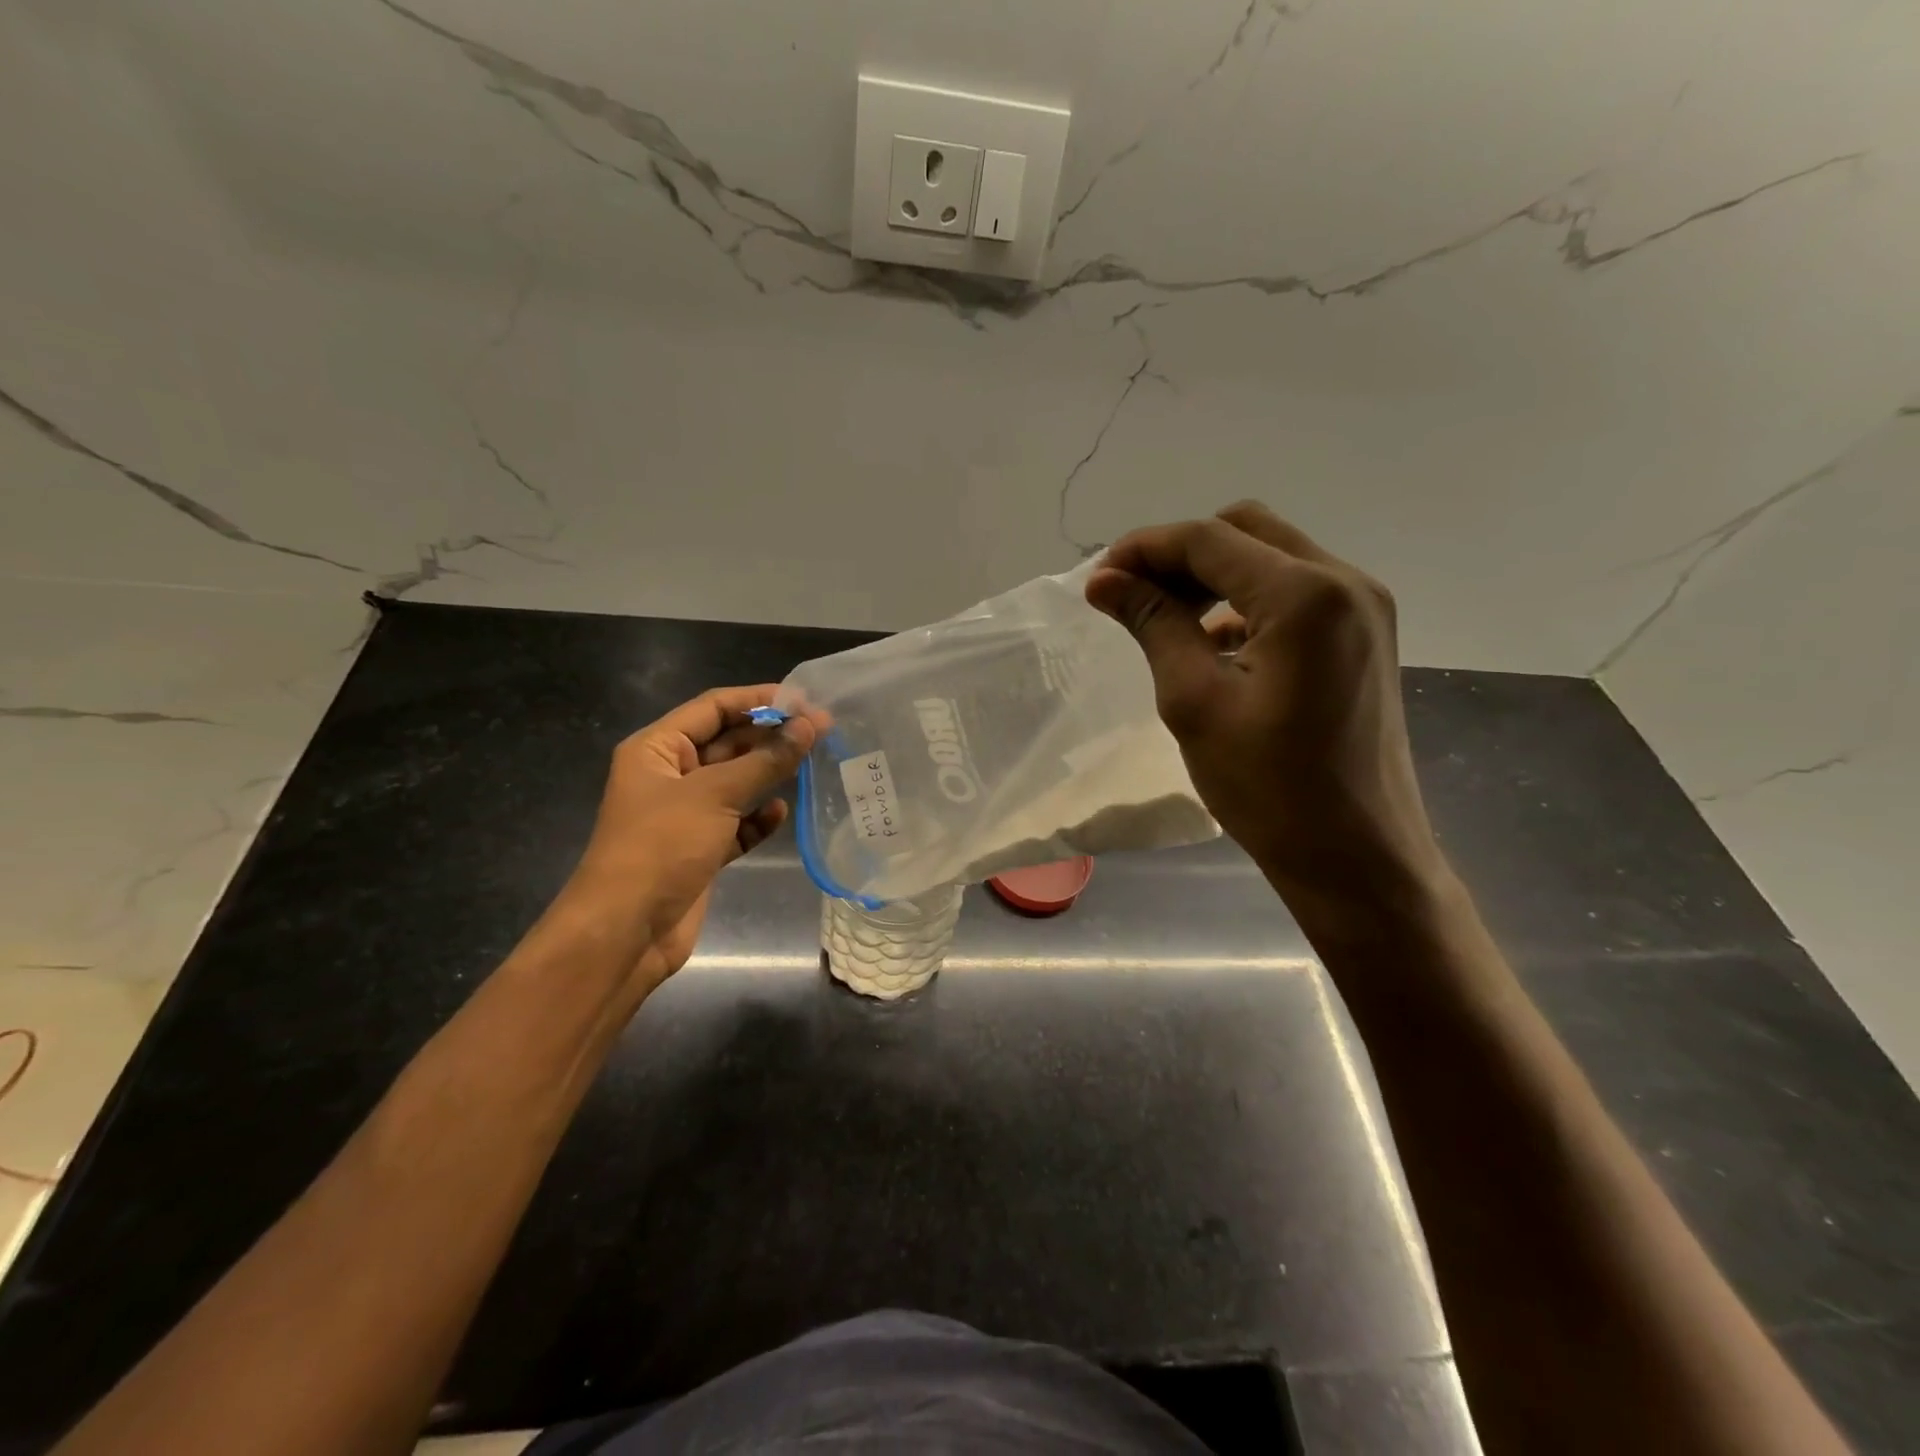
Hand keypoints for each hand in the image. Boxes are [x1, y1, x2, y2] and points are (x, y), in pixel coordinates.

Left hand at [554, 685, 816, 993]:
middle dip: (770, 736)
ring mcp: (683, 815)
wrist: (625, 932)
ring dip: (768, 774)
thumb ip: (766, 759)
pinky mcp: (699, 850)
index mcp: (657, 749)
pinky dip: (757, 818)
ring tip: (813, 762)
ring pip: (734, 783)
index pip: (712, 708)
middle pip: (726, 743)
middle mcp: (668, 776)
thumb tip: (810, 725)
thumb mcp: (715, 794)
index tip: (804, 699)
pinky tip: (779, 813)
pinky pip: (735, 824)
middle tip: (822, 729)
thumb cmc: (662, 847)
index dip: (757, 699)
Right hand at [1087, 502, 1444, 931]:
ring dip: (1213, 576)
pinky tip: (1214, 645)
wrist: (1356, 856)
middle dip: (1180, 554)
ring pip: (1272, 558)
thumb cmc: (1268, 787)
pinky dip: (1246, 602)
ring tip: (1165, 621)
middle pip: (1246, 531)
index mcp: (1307, 594)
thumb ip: (1153, 624)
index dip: (1145, 549)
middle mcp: (1346, 582)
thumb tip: (1104, 580)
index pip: (1209, 539)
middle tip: (1131, 596)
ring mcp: (1364, 608)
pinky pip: (1296, 593)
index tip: (1097, 580)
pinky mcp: (1365, 636)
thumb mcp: (1194, 701)